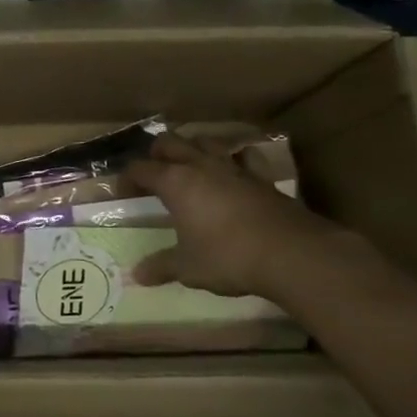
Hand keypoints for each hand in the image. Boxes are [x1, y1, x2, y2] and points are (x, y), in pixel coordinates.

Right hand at [125, 133, 351, 297]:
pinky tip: (234, 172)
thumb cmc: (228, 257)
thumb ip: (162, 266)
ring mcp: (234, 168)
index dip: (128, 178)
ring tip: (189, 165)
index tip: (123, 192)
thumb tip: (137, 275)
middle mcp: (201, 166)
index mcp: (175, 182)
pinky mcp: (262, 178)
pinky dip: (234, 160)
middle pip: (170, 142)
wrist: (292, 254)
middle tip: (154, 172)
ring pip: (205, 141)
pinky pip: (243, 157)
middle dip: (157, 153)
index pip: (141, 169)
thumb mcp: (188, 267)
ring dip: (193, 148)